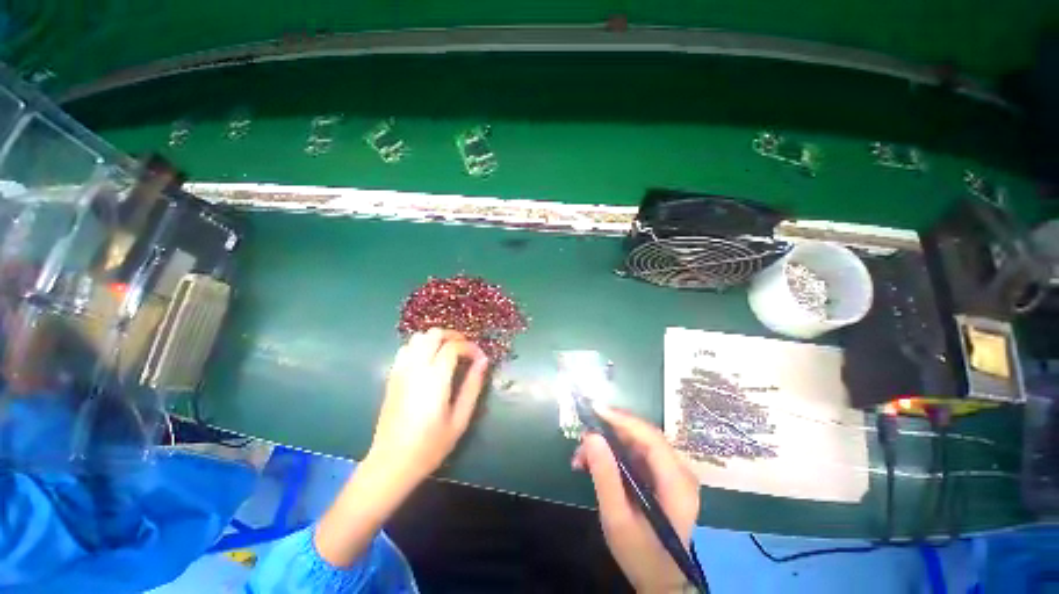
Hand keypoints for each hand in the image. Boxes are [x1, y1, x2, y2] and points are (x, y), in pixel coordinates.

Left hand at [316, 329, 488, 567]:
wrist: (391, 463)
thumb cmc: (430, 445)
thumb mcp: (460, 419)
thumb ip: (473, 386)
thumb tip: (483, 361)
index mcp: (434, 379)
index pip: (453, 346)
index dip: (470, 347)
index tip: (480, 358)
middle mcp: (415, 368)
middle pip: (433, 334)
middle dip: (453, 336)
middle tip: (465, 350)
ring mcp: (400, 371)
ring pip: (418, 338)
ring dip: (436, 340)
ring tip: (449, 353)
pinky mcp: (392, 377)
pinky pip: (406, 349)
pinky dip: (420, 346)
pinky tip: (429, 360)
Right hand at [572, 407, 699, 592]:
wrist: (660, 581)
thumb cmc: (641, 555)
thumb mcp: (617, 518)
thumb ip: (605, 476)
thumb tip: (591, 436)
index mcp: (677, 483)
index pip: (650, 438)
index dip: (623, 420)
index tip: (595, 410)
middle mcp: (680, 472)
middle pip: (644, 437)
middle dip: (610, 432)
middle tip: (582, 439)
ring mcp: (673, 474)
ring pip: (637, 443)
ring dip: (608, 444)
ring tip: (581, 457)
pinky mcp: (663, 477)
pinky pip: (637, 454)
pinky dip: (614, 454)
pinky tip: (594, 464)